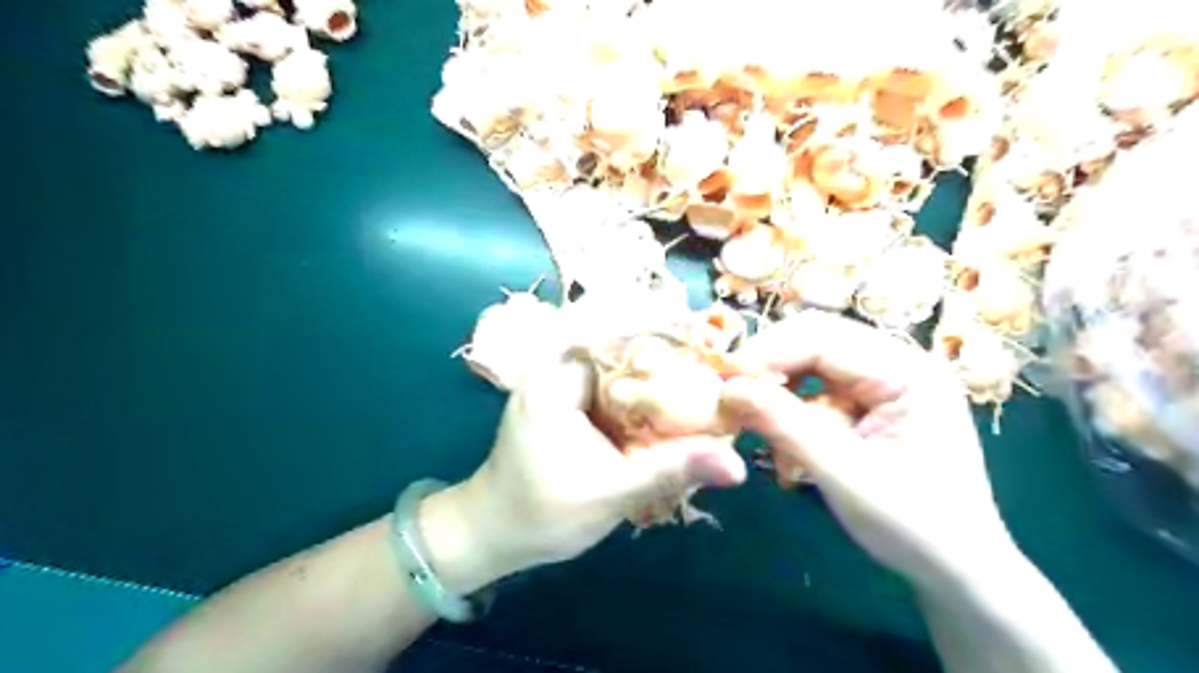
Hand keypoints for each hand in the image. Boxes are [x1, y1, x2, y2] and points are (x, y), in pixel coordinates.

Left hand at [421, 355, 741, 592]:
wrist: (491, 537)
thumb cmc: (541, 515)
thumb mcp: (612, 493)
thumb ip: (671, 471)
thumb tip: (736, 465)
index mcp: (557, 381)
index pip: (624, 347)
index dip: (670, 356)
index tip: (711, 370)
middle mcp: (555, 373)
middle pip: (623, 360)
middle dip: (665, 374)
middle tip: (711, 388)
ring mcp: (557, 390)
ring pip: (617, 378)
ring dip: (651, 391)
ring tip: (697, 400)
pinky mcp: (562, 408)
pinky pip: (606, 396)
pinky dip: (634, 407)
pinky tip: (661, 421)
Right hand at [725, 309, 1013, 589]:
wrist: (956, 571)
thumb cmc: (912, 525)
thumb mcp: (842, 473)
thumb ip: (784, 424)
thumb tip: (728, 388)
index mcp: (908, 372)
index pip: (824, 338)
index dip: (769, 352)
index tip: (724, 379)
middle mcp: (898, 365)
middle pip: (817, 342)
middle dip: (771, 367)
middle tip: (731, 395)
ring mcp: (885, 385)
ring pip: (811, 367)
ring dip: (780, 396)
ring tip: (757, 429)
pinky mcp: (871, 406)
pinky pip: (818, 395)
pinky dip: (794, 417)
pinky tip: (788, 453)